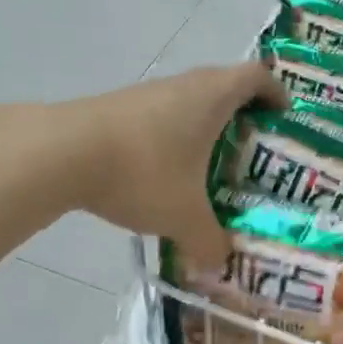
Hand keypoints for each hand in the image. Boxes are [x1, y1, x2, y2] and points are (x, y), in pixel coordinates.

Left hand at [70, 64, 281, 268]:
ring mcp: (147, 94)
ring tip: (212, 170)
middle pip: (225, 87)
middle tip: (254, 155)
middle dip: (244, 118)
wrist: (59, 154)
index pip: (258, 76)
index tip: (283, 121)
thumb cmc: (143, 172)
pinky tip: (166, 177)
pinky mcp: (118, 109)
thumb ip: (209, 242)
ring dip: (205, 130)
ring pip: (189, 104)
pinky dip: (173, 140)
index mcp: (213, 96)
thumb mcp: (184, 217)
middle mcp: (184, 85)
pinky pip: (161, 118)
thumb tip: (220, 266)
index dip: (276, 94)